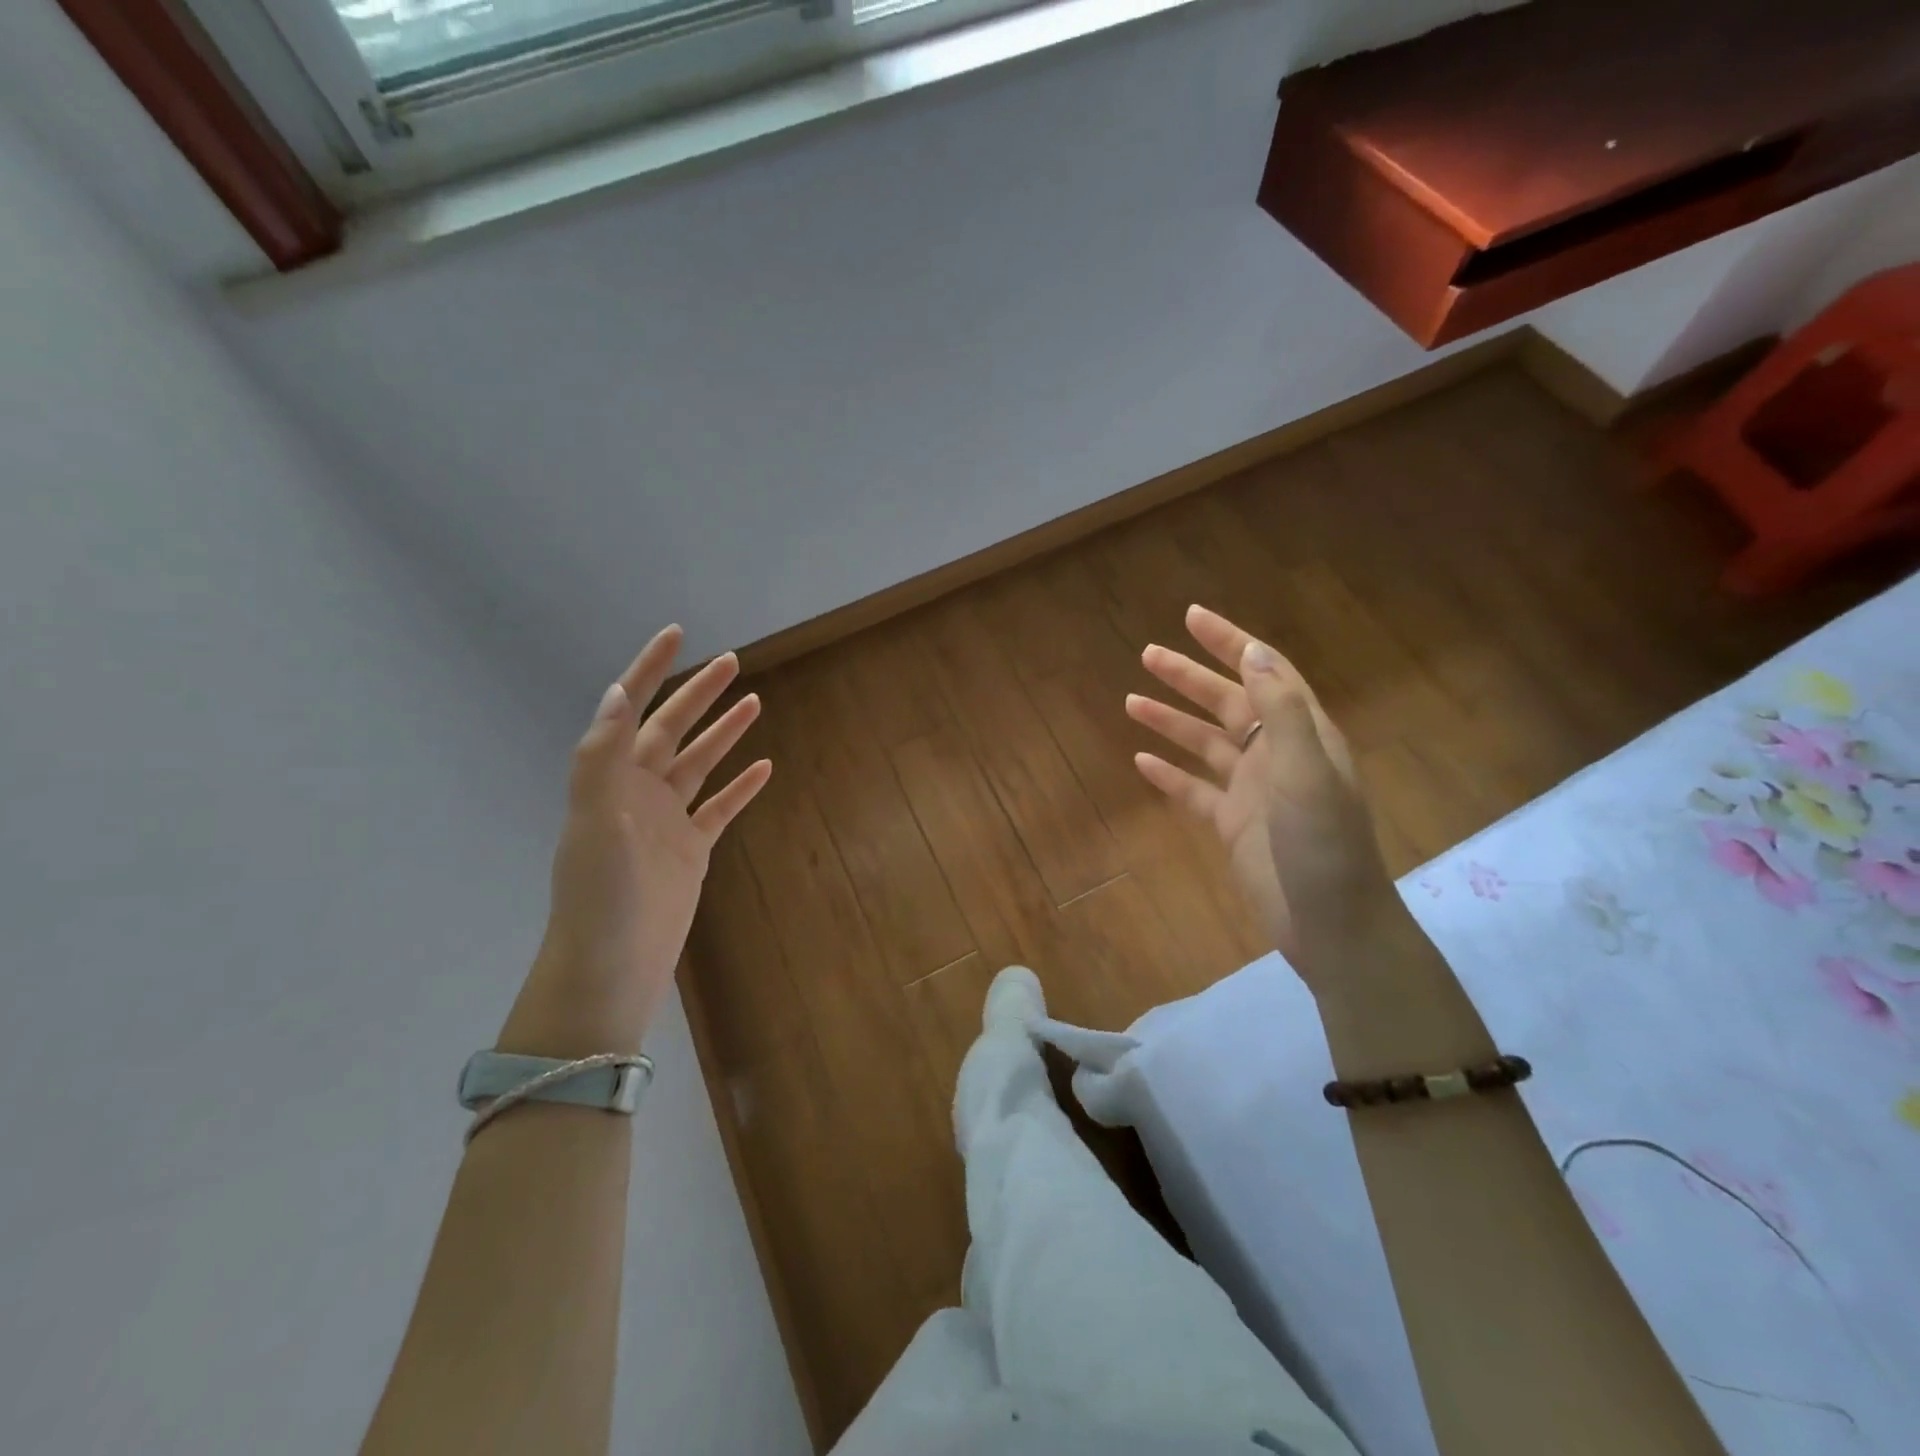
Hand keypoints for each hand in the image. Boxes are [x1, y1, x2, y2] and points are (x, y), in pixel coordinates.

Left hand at [498, 626, 771, 1057]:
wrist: (613, 964)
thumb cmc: (600, 892)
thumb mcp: (596, 819)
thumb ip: (603, 755)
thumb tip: (619, 690)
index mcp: (612, 777)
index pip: (632, 709)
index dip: (651, 669)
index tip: (677, 634)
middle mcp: (638, 791)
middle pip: (673, 729)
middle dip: (699, 693)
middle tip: (731, 661)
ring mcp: (667, 820)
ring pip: (700, 763)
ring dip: (724, 732)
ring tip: (753, 701)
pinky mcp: (692, 849)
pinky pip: (721, 808)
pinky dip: (742, 787)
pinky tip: (764, 768)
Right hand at [1126, 605, 1398, 988]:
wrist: (1330, 924)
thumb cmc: (1324, 845)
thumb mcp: (1308, 772)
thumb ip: (1281, 711)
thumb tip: (1253, 652)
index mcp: (1302, 734)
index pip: (1264, 673)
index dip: (1230, 643)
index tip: (1193, 617)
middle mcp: (1276, 754)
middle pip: (1227, 703)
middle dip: (1188, 677)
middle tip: (1147, 654)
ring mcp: (1252, 791)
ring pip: (1204, 744)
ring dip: (1171, 722)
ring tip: (1130, 701)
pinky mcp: (1232, 824)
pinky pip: (1194, 791)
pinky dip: (1169, 775)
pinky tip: (1141, 761)